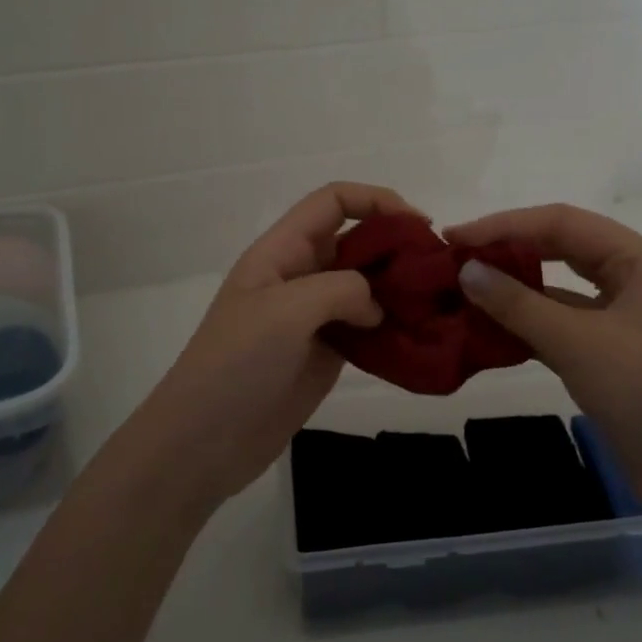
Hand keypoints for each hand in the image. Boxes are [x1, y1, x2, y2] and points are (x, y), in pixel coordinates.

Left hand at [122, 183, 420, 507]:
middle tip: (437, 270)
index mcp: (282, 251)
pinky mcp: (326, 353)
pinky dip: (393, 327)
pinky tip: (419, 337)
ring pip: (365, 286)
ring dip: (399, 289)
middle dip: (396, 246)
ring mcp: (313, 317)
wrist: (205, 441)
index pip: (332, 202)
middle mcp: (300, 276)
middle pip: (356, 241)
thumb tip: (376, 306)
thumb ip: (341, 289)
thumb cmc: (236, 364)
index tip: (418, 225)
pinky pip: (366, 328)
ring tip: (436, 303)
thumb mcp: (286, 311)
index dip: (376, 200)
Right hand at [444, 204, 641, 516]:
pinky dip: (529, 328)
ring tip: (463, 295)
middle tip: (454, 261)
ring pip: (561, 293)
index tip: (454, 239)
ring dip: (515, 293)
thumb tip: (466, 270)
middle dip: (509, 253)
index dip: (504, 226)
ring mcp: (626, 322)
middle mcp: (635, 281)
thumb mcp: (578, 343)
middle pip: (563, 250)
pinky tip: (490, 334)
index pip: (562, 223)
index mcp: (640, 260)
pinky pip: (564, 329)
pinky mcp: (616, 359)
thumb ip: (518, 304)